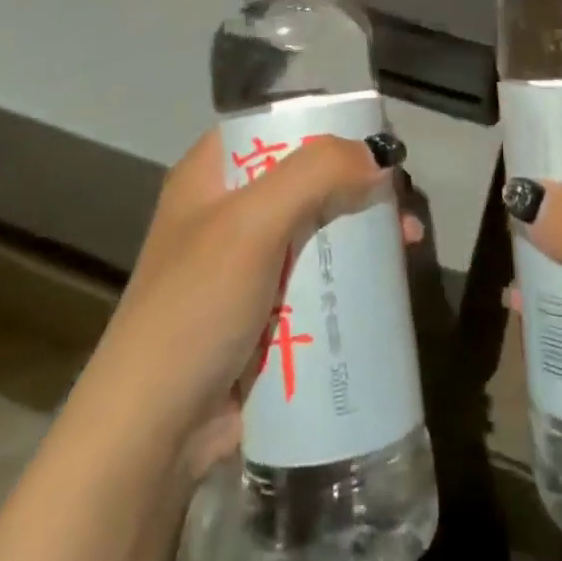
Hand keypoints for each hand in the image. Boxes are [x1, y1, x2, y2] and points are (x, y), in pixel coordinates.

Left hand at [88, 126, 418, 474]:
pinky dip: (350, 273)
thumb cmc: (195, 308)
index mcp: (212, 173)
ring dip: (360, 230)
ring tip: (409, 241)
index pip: (275, 125)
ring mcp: (246, 263)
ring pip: (316, 227)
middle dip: (357, 182)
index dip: (326, 124)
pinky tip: (386, 281)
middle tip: (402, 199)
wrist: (152, 436)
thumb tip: (380, 155)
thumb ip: (315, 175)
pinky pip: (316, 276)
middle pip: (305, 176)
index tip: (375, 138)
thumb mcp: (252, 225)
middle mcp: (228, 208)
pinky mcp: (264, 310)